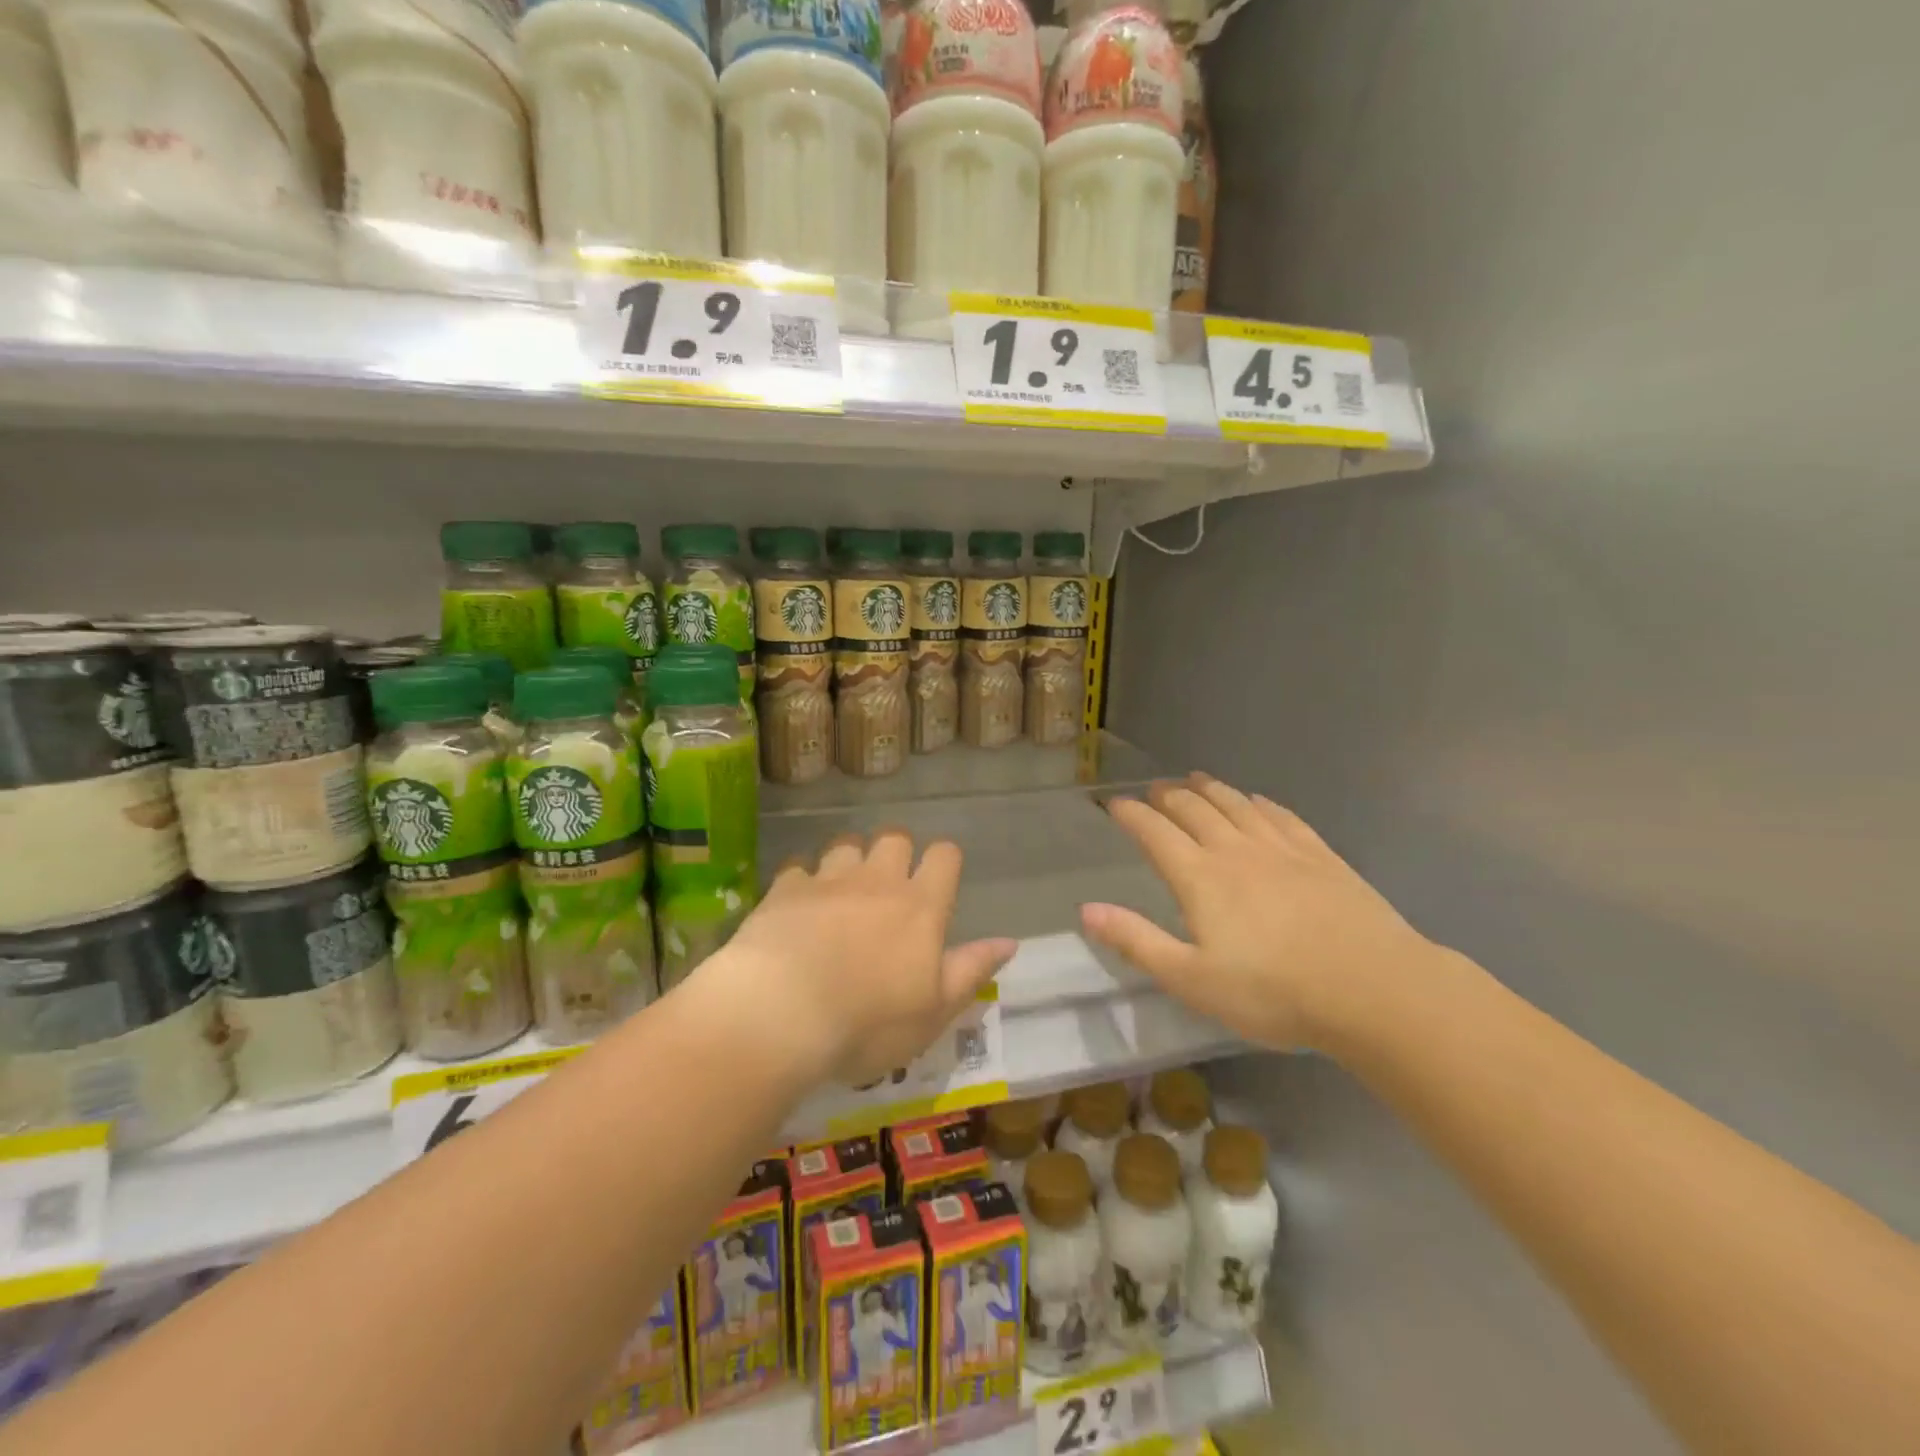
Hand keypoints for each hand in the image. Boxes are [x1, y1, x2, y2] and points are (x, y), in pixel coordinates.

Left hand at [709, 829, 1016, 1087]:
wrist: (782, 1013)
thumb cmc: (869, 1022)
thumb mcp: (934, 1011)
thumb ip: (971, 970)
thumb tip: (1010, 942)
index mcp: (920, 906)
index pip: (944, 856)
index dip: (944, 860)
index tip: (939, 880)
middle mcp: (878, 881)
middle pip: (895, 837)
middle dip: (896, 852)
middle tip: (889, 885)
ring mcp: (829, 880)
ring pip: (846, 844)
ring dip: (849, 859)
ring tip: (843, 889)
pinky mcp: (785, 889)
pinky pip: (798, 867)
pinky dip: (802, 880)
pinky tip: (797, 904)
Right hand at [1080, 774, 1437, 1051]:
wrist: (1373, 989)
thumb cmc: (1273, 992)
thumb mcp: (1192, 979)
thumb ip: (1137, 941)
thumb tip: (1087, 910)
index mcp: (1200, 877)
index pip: (1155, 832)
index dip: (1131, 814)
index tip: (1114, 804)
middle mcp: (1235, 850)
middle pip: (1194, 809)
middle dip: (1168, 796)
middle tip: (1155, 790)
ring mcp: (1282, 848)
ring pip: (1236, 804)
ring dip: (1210, 789)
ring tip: (1195, 779)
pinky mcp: (1320, 855)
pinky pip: (1281, 816)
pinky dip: (1259, 803)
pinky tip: (1256, 801)